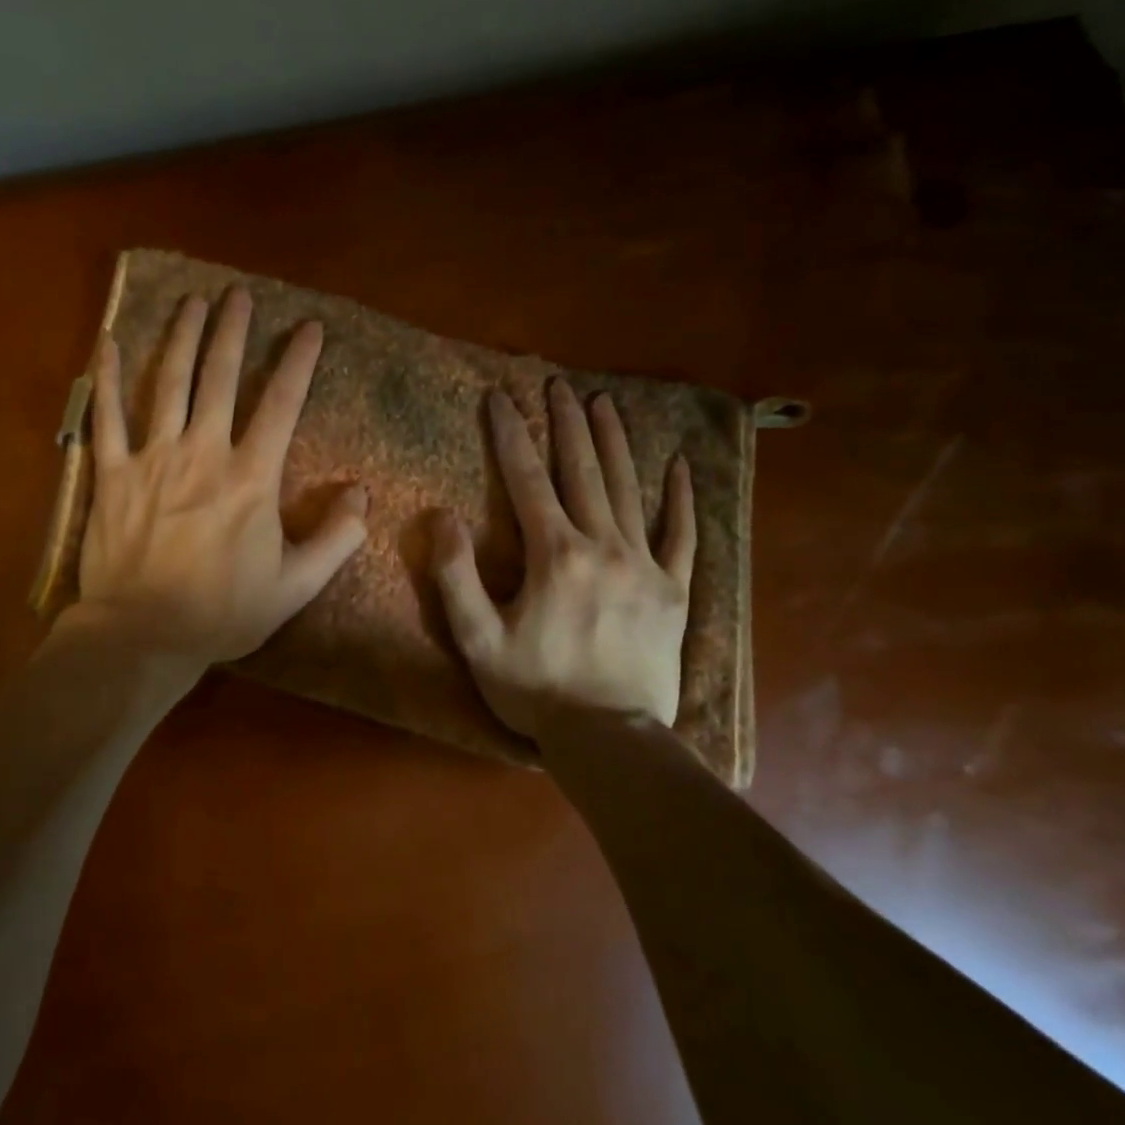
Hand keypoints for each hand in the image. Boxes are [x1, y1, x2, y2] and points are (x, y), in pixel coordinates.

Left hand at [68, 286, 368, 667]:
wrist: (143, 636)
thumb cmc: (222, 612)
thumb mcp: (296, 586)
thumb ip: (337, 539)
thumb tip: (364, 495)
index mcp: (250, 478)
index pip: (281, 404)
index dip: (298, 361)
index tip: (309, 327)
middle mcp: (203, 453)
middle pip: (220, 378)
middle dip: (232, 331)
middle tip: (238, 294)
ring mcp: (153, 458)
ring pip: (169, 384)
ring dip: (182, 338)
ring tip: (192, 302)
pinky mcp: (112, 474)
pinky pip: (107, 417)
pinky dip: (107, 378)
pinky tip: (109, 342)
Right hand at [432, 382, 694, 739]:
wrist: (611, 740)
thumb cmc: (536, 690)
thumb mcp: (477, 638)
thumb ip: (456, 575)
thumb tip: (443, 516)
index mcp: (554, 555)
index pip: (527, 480)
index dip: (510, 436)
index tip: (500, 397)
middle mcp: (602, 546)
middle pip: (582, 471)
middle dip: (566, 424)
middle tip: (558, 384)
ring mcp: (644, 565)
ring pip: (628, 489)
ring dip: (614, 442)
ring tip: (604, 403)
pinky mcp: (674, 590)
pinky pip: (681, 535)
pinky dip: (679, 498)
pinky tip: (678, 465)